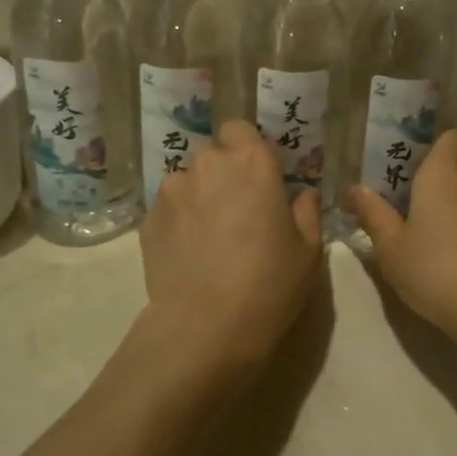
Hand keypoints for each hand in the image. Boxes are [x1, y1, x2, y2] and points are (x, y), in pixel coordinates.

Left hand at [137, 120, 323, 374]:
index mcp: (252, 163)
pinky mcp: (148, 219)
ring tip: (209, 236)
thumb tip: (303, 195)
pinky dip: (179, 221)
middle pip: (213, 154)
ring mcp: (172, 190)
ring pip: (188, 181)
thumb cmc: (269, 283)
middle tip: (237, 210)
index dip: (247, 148)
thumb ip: (307, 212)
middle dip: (224, 174)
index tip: (258, 176)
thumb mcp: (308, 251)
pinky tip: (189, 253)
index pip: (240, 129)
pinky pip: (169, 208)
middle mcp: (208, 165)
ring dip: (199, 196)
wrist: (206, 327)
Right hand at [347, 130, 456, 341]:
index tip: (413, 168)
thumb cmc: (432, 269)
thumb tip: (354, 189)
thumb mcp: (389, 245)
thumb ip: (372, 213)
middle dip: (443, 177)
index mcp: (444, 174)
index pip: (453, 137)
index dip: (436, 147)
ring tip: (432, 234)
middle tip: (413, 202)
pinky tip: (456, 257)